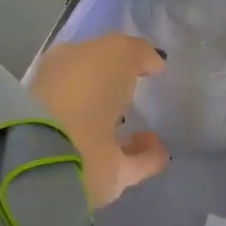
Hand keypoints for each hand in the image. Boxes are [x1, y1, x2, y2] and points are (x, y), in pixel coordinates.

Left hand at [29, 34, 170, 207]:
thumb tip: (154, 63)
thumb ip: (138, 53)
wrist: (61, 153)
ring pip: (110, 131)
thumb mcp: (118, 51)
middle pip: (97, 95)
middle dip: (118, 94)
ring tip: (158, 123)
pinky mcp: (97, 174)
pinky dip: (145, 156)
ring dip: (132, 129)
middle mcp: (68, 103)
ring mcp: (80, 141)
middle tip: (147, 91)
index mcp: (64, 68)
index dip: (113, 57)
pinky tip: (164, 149)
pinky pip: (128, 161)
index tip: (141, 62)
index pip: (90, 58)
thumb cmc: (85, 88)